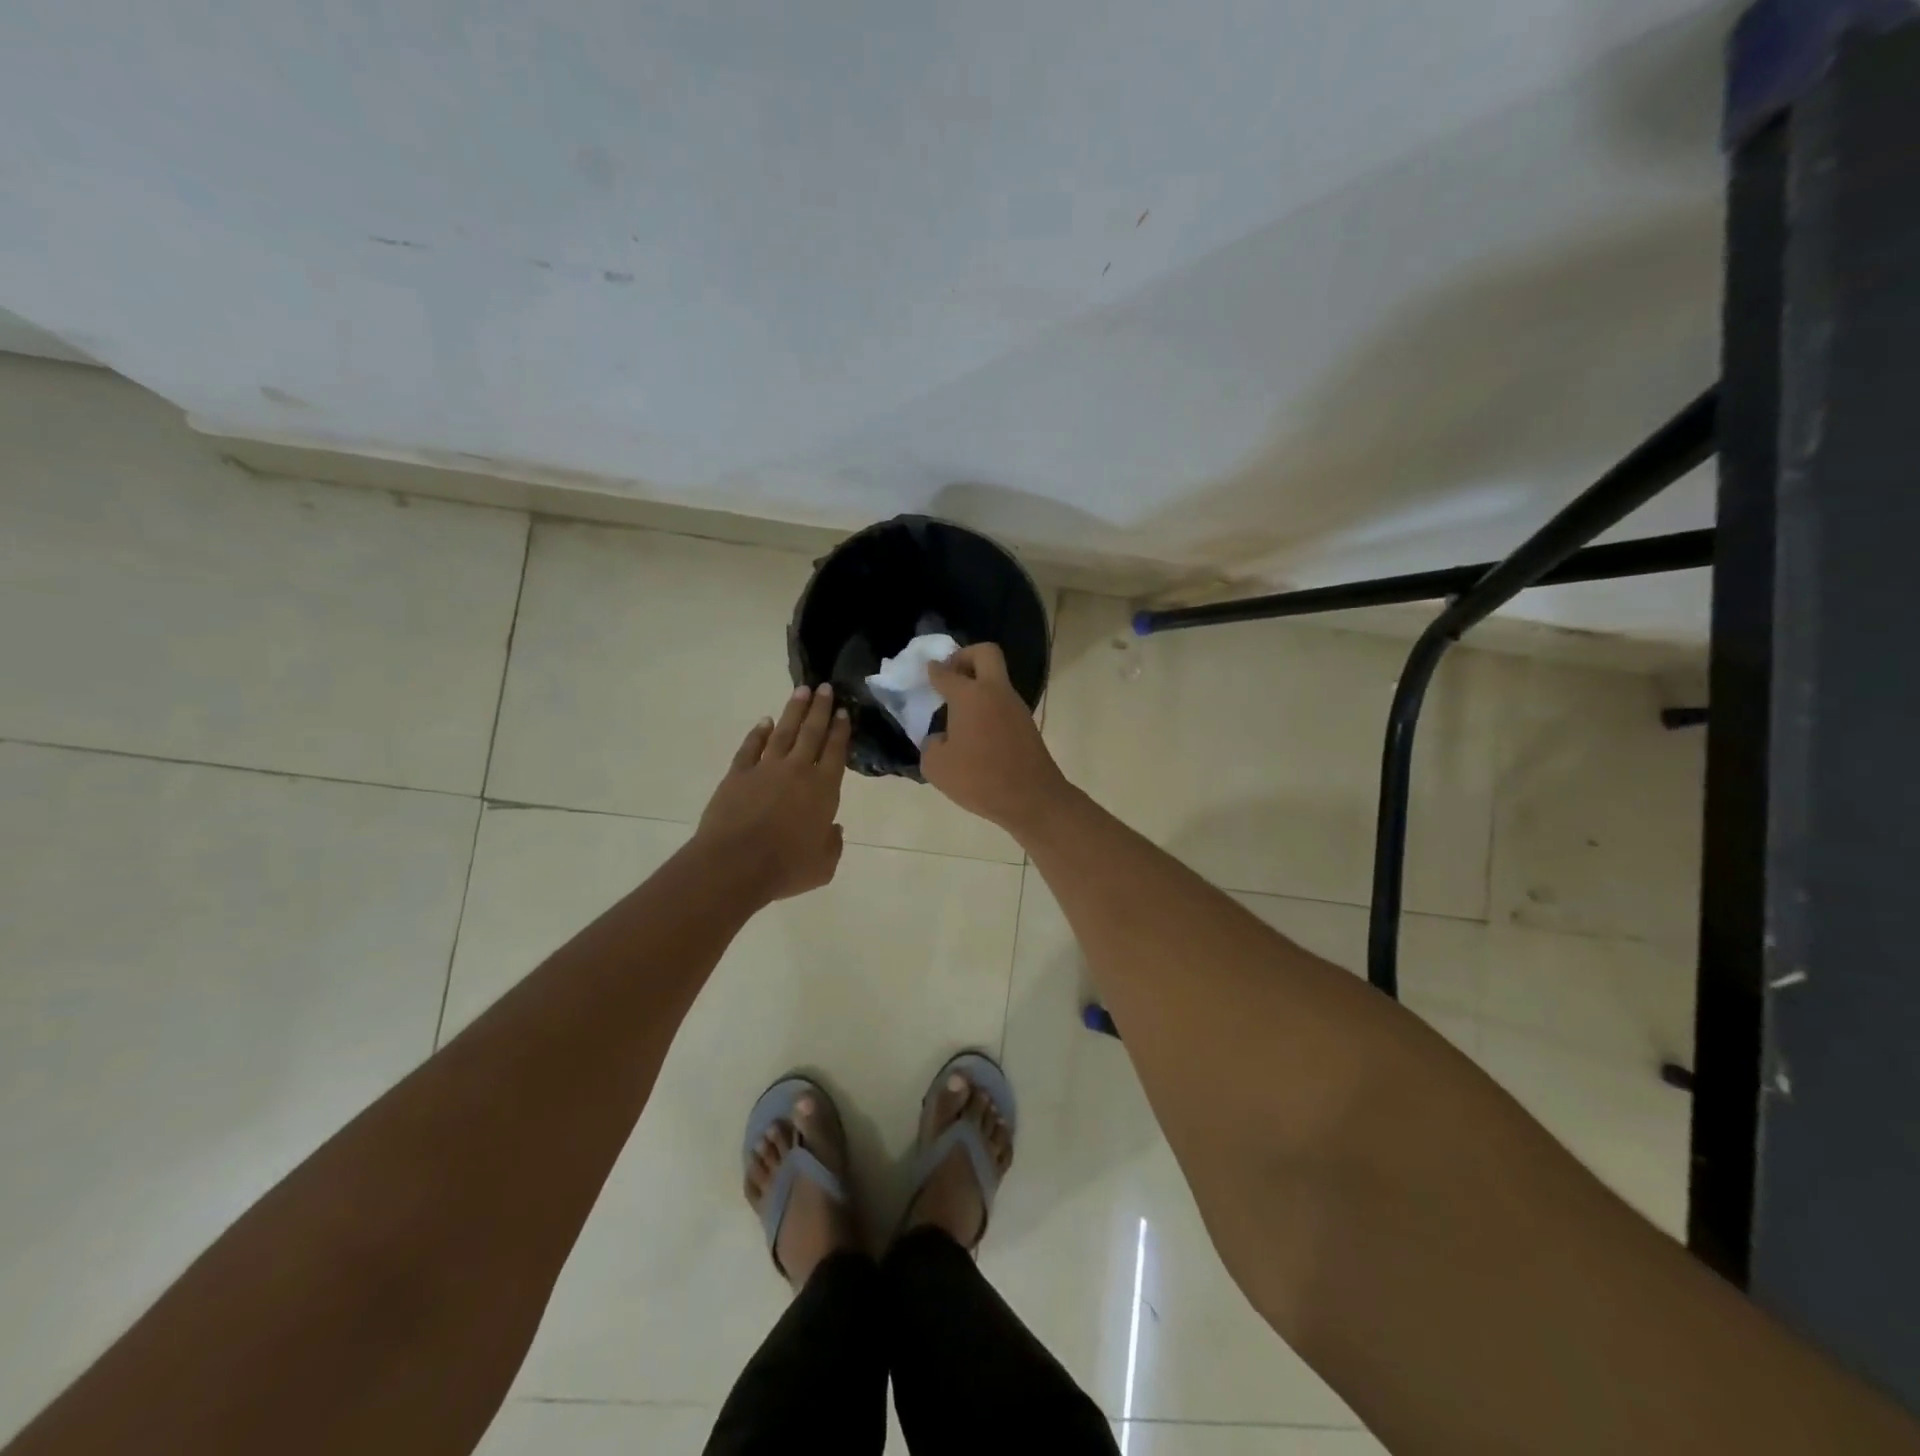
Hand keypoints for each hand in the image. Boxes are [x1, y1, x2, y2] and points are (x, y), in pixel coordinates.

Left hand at [696, 684, 850, 903]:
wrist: (735, 865)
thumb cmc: (785, 868)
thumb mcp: (823, 866)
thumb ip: (832, 844)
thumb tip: (832, 829)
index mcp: (823, 789)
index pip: (836, 751)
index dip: (841, 730)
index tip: (844, 711)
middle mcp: (797, 771)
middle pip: (812, 733)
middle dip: (821, 709)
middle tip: (826, 687)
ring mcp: (765, 769)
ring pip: (783, 732)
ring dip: (793, 711)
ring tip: (802, 692)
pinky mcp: (738, 775)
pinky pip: (750, 747)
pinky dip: (758, 733)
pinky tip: (764, 722)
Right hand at [923, 644, 1071, 837]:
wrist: (1032, 799)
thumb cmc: (980, 779)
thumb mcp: (937, 766)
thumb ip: (931, 744)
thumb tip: (942, 738)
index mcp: (970, 696)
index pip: (946, 672)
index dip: (934, 670)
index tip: (928, 671)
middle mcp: (995, 692)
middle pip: (985, 653)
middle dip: (965, 656)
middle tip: (949, 676)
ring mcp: (1015, 706)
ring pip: (996, 679)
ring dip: (977, 685)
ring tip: (957, 711)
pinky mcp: (1026, 724)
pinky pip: (1002, 702)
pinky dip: (987, 706)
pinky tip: (974, 731)